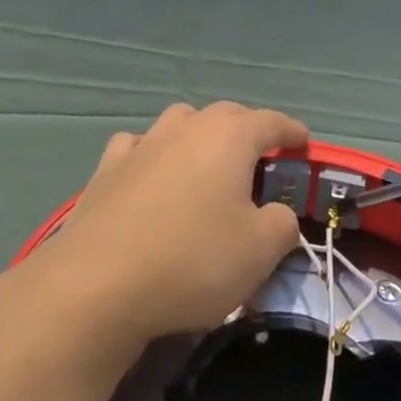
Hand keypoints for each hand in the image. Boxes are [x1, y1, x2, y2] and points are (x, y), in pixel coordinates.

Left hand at [43, 102, 308, 344]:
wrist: (97, 285)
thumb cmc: (191, 262)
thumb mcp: (259, 252)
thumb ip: (282, 224)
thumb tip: (277, 213)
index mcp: (229, 138)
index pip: (271, 122)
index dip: (292, 132)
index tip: (304, 143)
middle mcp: (186, 128)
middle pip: (226, 115)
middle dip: (248, 130)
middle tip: (261, 158)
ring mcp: (142, 144)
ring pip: (180, 122)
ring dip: (200, 135)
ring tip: (207, 163)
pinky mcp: (106, 169)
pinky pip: (139, 146)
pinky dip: (154, 153)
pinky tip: (152, 174)